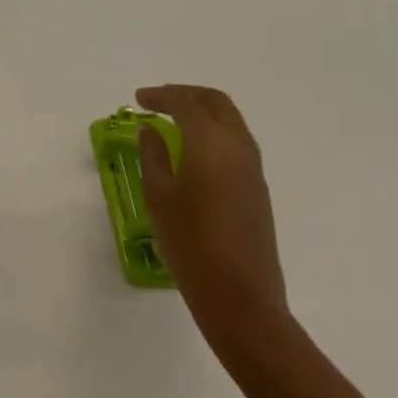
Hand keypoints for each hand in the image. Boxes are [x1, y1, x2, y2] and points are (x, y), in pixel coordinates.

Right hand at [135, 84, 289, 340]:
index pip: (184, 102)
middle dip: (186, 94)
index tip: (138, 99)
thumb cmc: (192, 246)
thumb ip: (153, 156)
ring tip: (175, 122)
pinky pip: (237, 142)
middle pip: (214, 102)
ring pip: (230, 120)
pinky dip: (215, 132)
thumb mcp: (159, 198)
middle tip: (159, 102)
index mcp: (210, 142)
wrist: (244, 303)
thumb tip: (150, 130)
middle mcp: (236, 146)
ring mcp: (253, 169)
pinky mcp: (259, 190)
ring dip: (203, 111)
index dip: (160, 95)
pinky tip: (195, 151)